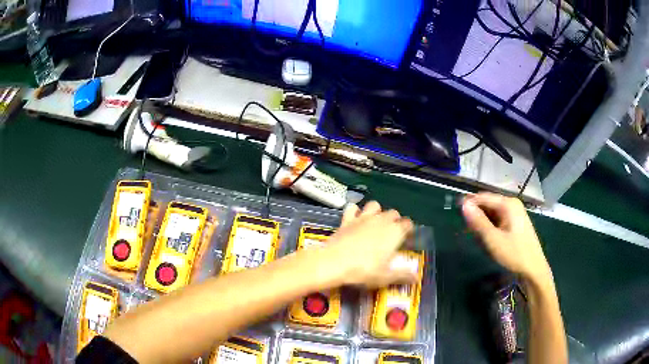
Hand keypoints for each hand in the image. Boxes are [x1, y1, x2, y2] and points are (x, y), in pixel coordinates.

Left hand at [323, 201, 415, 287]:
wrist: (334, 262)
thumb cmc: (364, 270)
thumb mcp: (386, 277)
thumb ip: (402, 275)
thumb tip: (416, 277)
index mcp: (395, 232)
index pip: (408, 224)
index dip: (408, 230)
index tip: (406, 238)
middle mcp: (381, 220)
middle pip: (393, 213)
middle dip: (395, 220)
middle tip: (391, 234)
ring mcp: (363, 218)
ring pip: (375, 205)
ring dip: (377, 211)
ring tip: (374, 223)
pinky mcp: (347, 219)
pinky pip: (353, 208)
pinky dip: (355, 211)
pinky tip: (354, 219)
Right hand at [461, 193, 551, 282]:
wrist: (533, 269)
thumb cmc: (514, 254)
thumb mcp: (493, 239)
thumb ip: (478, 221)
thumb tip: (463, 205)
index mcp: (508, 204)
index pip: (483, 197)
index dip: (469, 204)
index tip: (456, 214)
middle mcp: (512, 204)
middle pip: (488, 204)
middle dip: (477, 216)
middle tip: (468, 231)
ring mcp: (515, 214)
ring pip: (493, 213)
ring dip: (483, 223)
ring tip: (477, 238)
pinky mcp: (516, 223)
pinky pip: (499, 220)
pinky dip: (491, 227)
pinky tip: (488, 239)